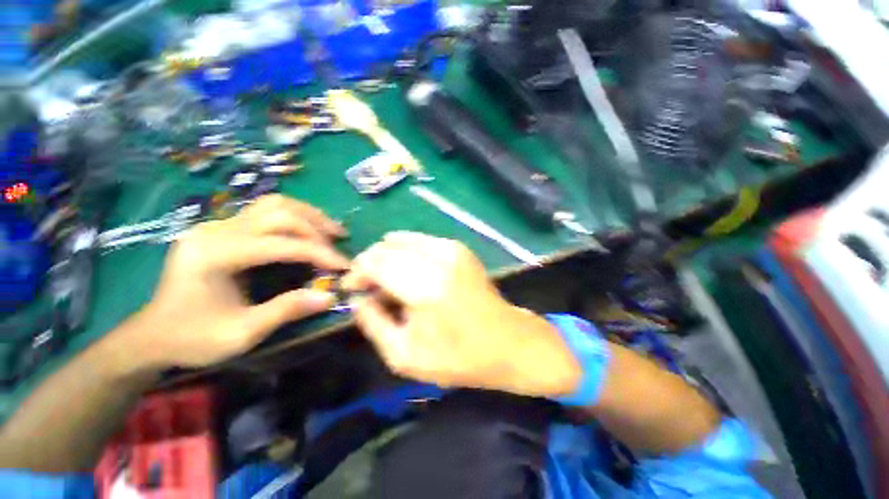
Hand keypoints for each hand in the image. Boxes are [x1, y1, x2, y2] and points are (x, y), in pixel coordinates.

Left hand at [130, 195, 348, 368]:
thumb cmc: (193, 338)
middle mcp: (216, 230)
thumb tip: (329, 296)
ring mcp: (218, 224)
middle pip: (279, 213)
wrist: (154, 334)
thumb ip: (286, 311)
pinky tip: (307, 229)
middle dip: (317, 228)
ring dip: (308, 215)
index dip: (319, 253)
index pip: (281, 244)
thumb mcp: (241, 333)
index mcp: (215, 254)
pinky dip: (294, 217)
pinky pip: (266, 211)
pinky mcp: (223, 228)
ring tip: (331, 230)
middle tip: (340, 244)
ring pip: (274, 204)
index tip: (345, 265)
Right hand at [343, 232, 580, 397]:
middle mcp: (438, 258)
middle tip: (369, 287)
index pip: (375, 262)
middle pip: (386, 246)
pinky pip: (419, 241)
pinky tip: (408, 272)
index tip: (352, 288)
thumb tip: (357, 298)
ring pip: (401, 239)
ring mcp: (451, 248)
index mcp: (424, 286)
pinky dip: (406, 253)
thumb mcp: (405, 356)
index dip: (357, 272)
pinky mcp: (459, 247)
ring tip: (387, 280)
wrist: (506, 341)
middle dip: (370, 264)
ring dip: (387, 257)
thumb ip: (373, 323)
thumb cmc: (458, 357)